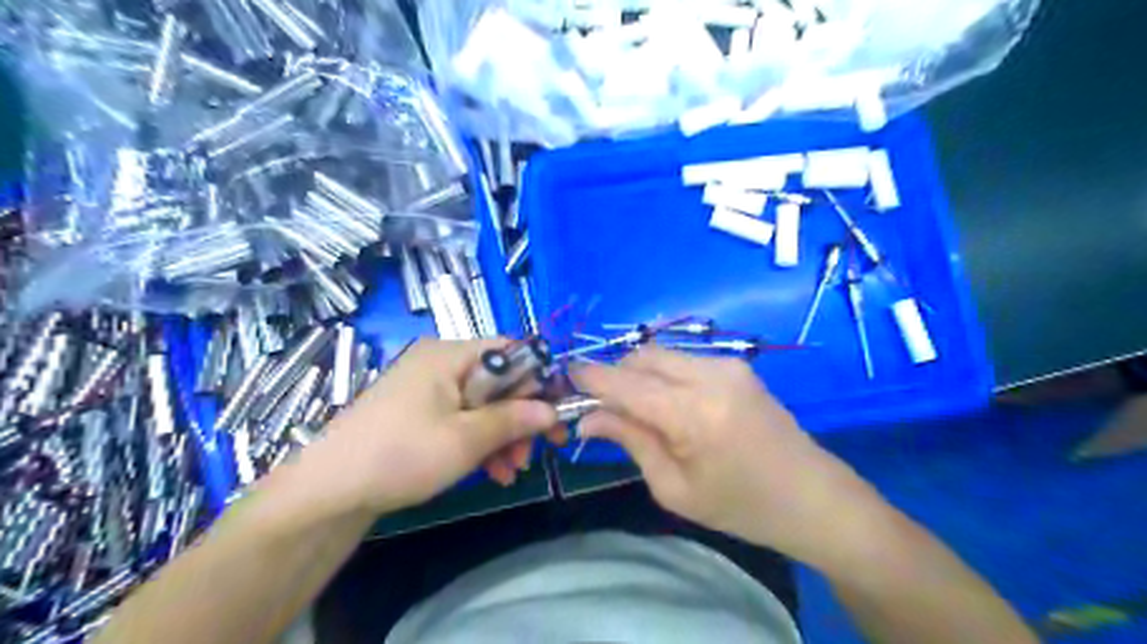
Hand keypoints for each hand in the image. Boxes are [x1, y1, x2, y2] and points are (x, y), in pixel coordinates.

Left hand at [309, 338, 560, 512]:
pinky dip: (480, 443)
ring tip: (511, 472)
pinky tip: (492, 473)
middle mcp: (440, 363)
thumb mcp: (466, 439)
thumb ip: (514, 420)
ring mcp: (428, 389)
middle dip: (519, 419)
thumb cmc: (401, 454)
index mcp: (449, 354)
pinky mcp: (420, 413)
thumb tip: (552, 411)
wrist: (328, 492)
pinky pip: (462, 419)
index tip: (556, 414)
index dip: (538, 381)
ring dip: (502, 437)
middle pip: (498, 382)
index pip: (510, 351)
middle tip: (533, 454)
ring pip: (483, 405)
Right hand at [572, 345, 886, 565]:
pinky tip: (667, 404)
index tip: (564, 379)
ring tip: (636, 409)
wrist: (812, 495)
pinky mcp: (736, 364)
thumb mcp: (674, 486)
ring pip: (660, 353)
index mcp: (692, 413)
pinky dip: (662, 374)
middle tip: (604, 408)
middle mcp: (709, 375)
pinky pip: (683, 359)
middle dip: (614, 375)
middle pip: (640, 356)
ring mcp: (726, 364)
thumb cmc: (740, 506)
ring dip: (637, 373)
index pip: (624, 382)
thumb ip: (629, 440)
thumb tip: (587, 419)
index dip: (589, 378)